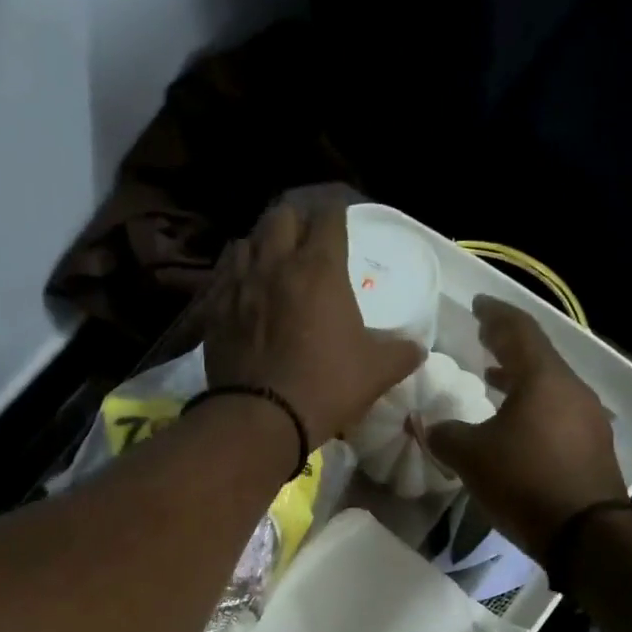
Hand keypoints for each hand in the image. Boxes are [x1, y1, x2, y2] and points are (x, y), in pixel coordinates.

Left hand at [203, 194, 424, 444]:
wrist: (262, 417)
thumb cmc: (326, 387)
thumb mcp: (376, 372)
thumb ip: (401, 354)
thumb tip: (418, 348)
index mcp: (320, 269)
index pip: (329, 218)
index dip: (337, 215)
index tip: (342, 222)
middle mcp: (276, 263)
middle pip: (282, 216)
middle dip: (297, 223)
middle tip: (307, 241)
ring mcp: (239, 284)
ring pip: (247, 240)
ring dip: (262, 245)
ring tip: (272, 262)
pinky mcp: (214, 308)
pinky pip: (223, 275)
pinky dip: (236, 275)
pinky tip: (243, 291)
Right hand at [427, 296, 628, 560]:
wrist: (586, 532)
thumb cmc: (525, 481)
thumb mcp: (472, 457)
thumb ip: (446, 435)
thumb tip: (432, 428)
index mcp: (544, 378)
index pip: (518, 330)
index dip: (495, 314)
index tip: (478, 305)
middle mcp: (572, 389)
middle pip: (538, 356)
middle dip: (508, 345)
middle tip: (484, 338)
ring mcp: (589, 418)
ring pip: (550, 385)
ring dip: (521, 379)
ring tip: (494, 378)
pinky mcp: (594, 446)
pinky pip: (558, 412)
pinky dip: (534, 406)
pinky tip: (517, 425)